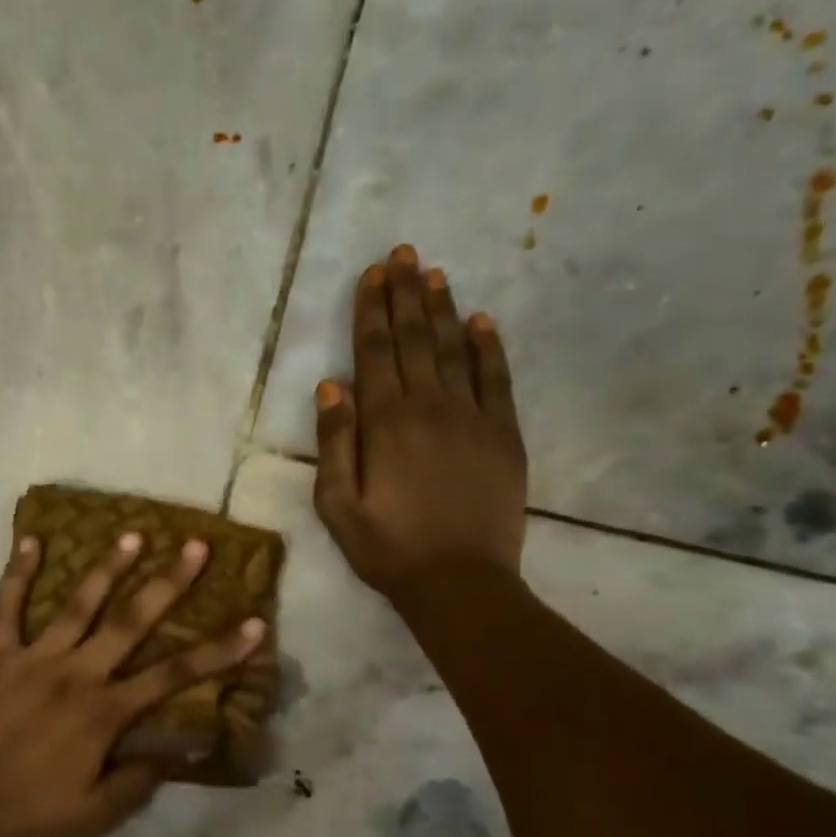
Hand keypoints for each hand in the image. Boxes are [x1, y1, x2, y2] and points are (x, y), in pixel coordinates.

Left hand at [0, 531, 265, 836]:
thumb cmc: (32, 820)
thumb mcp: (99, 813)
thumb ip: (142, 777)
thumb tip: (185, 748)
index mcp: (105, 713)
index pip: (174, 674)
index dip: (218, 650)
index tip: (253, 623)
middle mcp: (75, 674)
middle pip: (131, 621)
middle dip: (169, 584)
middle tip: (196, 547)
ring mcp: (32, 660)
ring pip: (77, 604)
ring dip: (108, 567)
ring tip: (133, 535)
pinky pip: (5, 608)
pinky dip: (18, 574)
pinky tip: (32, 540)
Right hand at [313, 243, 527, 604]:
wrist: (459, 582)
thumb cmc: (387, 547)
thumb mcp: (338, 504)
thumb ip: (334, 442)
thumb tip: (331, 385)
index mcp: (385, 423)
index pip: (375, 353)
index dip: (372, 310)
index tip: (372, 274)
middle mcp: (429, 407)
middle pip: (415, 339)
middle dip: (406, 294)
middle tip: (404, 254)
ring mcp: (472, 417)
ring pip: (455, 349)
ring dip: (443, 308)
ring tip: (435, 273)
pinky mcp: (504, 435)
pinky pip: (496, 379)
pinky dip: (489, 347)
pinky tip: (483, 320)